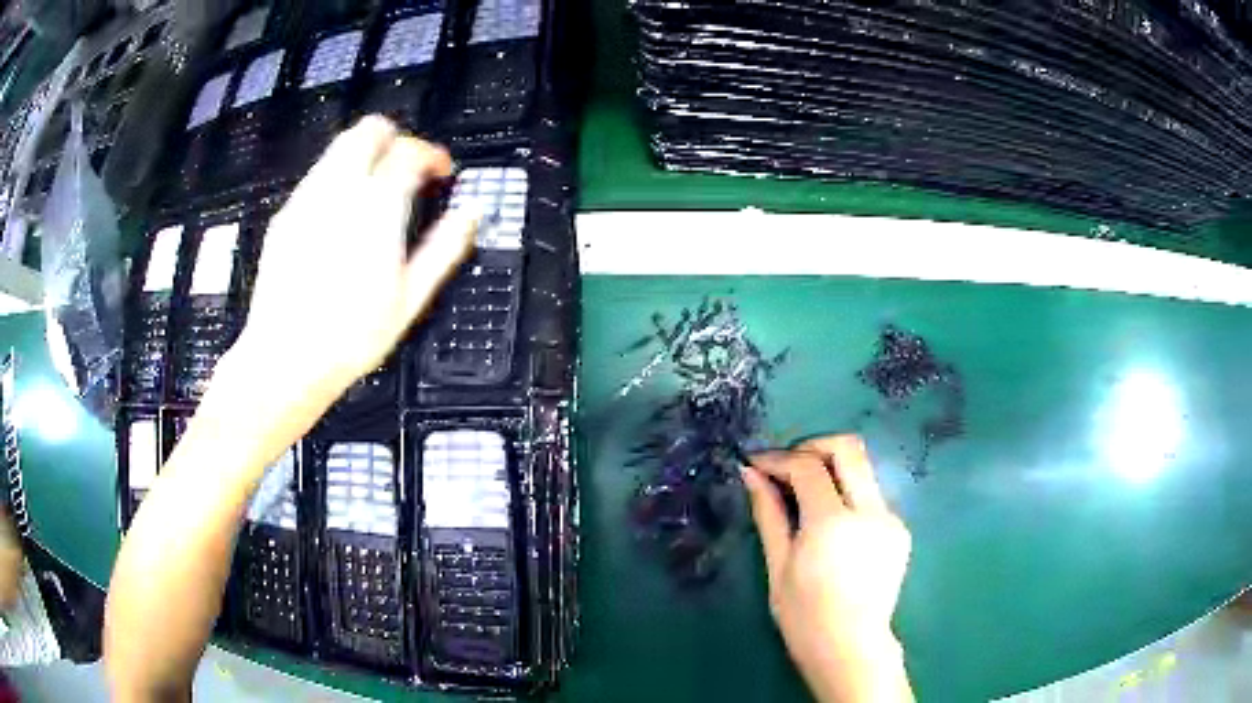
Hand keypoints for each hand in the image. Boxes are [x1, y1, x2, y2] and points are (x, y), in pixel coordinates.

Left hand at [234, 116, 475, 406]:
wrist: (286, 359)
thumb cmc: (349, 338)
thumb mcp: (410, 299)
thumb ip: (444, 248)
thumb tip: (470, 215)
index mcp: (376, 209)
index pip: (409, 151)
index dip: (432, 154)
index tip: (441, 171)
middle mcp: (338, 193)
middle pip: (369, 130)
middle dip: (395, 138)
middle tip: (407, 168)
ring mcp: (306, 201)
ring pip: (339, 147)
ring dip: (365, 155)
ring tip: (377, 191)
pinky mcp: (285, 216)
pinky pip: (316, 176)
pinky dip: (337, 178)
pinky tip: (342, 215)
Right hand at [742, 435, 913, 702]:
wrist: (850, 647)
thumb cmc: (803, 616)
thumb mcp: (778, 566)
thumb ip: (769, 514)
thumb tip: (751, 473)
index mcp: (833, 524)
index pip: (808, 467)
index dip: (779, 458)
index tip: (757, 462)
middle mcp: (870, 512)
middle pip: (849, 448)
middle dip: (813, 446)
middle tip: (787, 464)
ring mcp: (891, 519)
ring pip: (864, 469)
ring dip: (832, 469)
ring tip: (805, 494)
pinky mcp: (900, 530)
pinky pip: (872, 496)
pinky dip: (848, 495)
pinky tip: (831, 523)